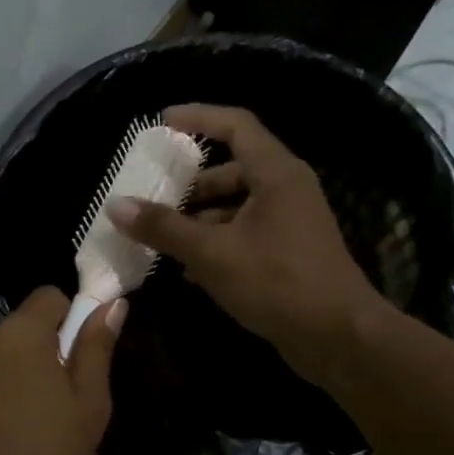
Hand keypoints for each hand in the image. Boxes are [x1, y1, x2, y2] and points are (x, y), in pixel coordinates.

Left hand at [0, 288, 123, 454]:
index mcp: (20, 332)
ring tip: (21, 420)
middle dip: (38, 350)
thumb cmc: (45, 450)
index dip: (69, 318)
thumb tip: (111, 304)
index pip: (49, 296)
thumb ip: (96, 347)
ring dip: (8, 371)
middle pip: (18, 328)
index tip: (76, 356)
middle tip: (55, 397)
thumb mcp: (89, 403)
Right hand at [107, 104, 387, 384]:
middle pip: (232, 169)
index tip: (162, 122)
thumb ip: (163, 227)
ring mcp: (289, 222)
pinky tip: (187, 270)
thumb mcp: (211, 252)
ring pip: (235, 207)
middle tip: (153, 196)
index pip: (235, 125)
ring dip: (198, 219)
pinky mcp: (287, 253)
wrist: (337, 336)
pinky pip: (243, 234)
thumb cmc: (277, 282)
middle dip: (190, 184)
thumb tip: (116, 206)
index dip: (198, 117)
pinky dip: (215, 243)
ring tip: (161, 239)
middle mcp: (286, 190)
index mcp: (276, 174)